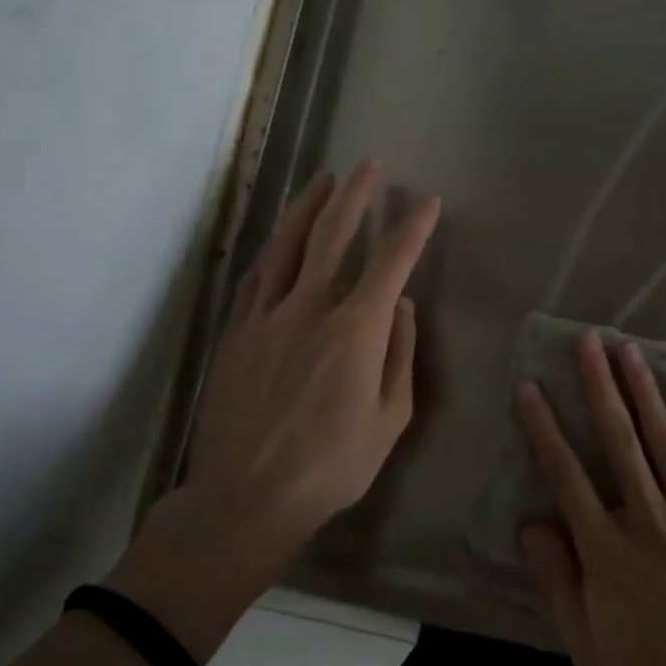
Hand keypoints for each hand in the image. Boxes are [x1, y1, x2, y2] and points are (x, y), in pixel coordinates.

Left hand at [113, 161, 438, 654]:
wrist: (247, 498)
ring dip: (308, 208)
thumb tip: (403, 308)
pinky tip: (281, 237)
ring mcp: (266, 318)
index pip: (390, 263)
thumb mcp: (390, 419)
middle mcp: (309, 310)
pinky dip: (273, 249)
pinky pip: (256, 277)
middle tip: (370, 166)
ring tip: (324, 181)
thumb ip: (400, 356)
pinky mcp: (237, 333)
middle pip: (332, 236)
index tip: (427, 203)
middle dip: (356, 196)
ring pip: (287, 246)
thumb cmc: (332, 465)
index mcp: (355, 332)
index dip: (412, 228)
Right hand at [517, 331, 665, 665]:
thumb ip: (558, 578)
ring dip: (645, 391)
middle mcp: (647, 518)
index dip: (544, 427)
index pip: (566, 474)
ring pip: (664, 441)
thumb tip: (531, 523)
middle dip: (600, 386)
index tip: (530, 386)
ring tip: (631, 350)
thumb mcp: (587, 643)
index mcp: (607, 548)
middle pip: (619, 440)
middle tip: (590, 341)